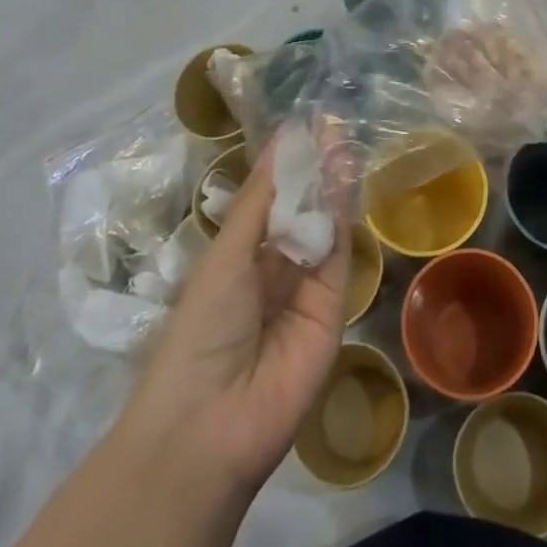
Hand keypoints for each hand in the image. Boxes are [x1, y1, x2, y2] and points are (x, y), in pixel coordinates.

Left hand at [117, 142, 349, 495]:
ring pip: (324, 226)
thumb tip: (282, 139)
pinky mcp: (335, 306)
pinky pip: (339, 254)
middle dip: (314, 168)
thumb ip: (263, 199)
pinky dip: (343, 217)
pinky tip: (345, 180)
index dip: (286, 162)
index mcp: (239, 256)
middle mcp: (274, 267)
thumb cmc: (201, 329)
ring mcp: (306, 287)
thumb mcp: (227, 255)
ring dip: (332, 186)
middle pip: (301, 208)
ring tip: (342, 140)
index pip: (269, 198)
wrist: (212, 422)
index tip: (305, 123)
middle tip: (332, 125)